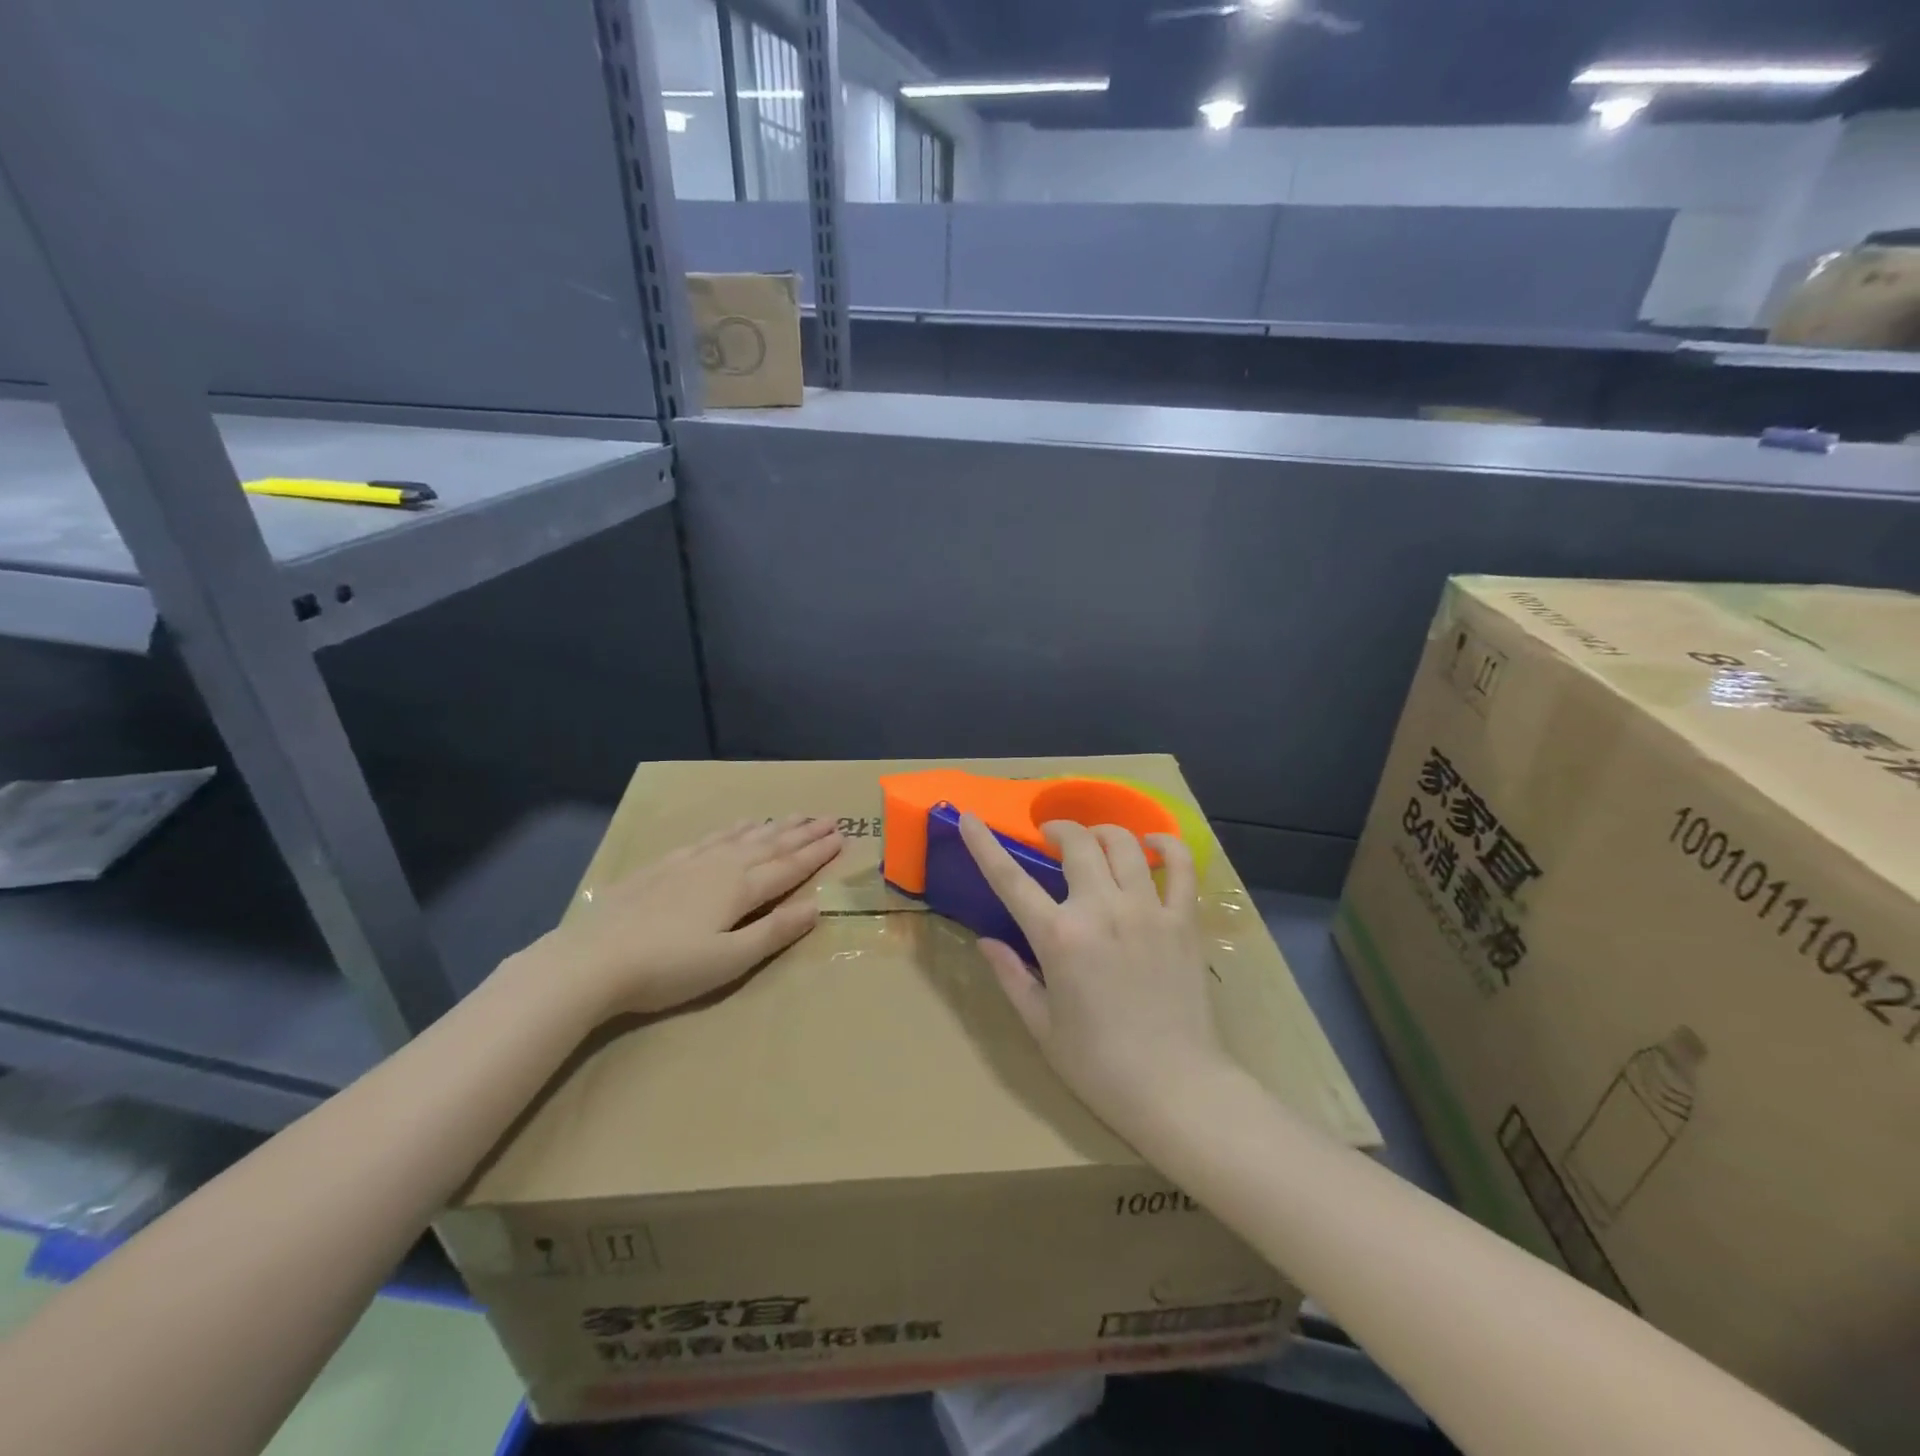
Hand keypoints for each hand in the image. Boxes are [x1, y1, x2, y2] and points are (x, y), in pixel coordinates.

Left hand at [526, 815, 842, 1019]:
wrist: (593, 959)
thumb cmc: (668, 968)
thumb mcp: (730, 959)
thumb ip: (774, 931)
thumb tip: (817, 907)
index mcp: (741, 889)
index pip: (789, 867)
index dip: (816, 852)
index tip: (841, 835)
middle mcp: (722, 866)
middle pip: (770, 845)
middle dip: (802, 832)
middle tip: (828, 817)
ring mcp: (692, 862)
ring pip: (743, 836)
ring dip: (773, 826)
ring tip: (794, 815)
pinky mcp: (665, 865)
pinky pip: (711, 838)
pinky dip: (732, 829)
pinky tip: (738, 825)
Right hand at [958, 814, 1230, 1138]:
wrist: (1175, 1089)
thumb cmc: (1099, 1065)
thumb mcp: (1042, 1026)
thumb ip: (1012, 976)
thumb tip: (986, 941)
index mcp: (1059, 937)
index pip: (1011, 879)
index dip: (985, 844)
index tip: (969, 818)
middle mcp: (1101, 910)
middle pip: (1076, 843)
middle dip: (1057, 830)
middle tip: (1050, 838)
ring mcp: (1147, 910)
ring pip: (1124, 844)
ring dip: (1102, 833)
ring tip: (1094, 841)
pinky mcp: (1183, 921)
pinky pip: (1179, 866)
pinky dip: (1166, 845)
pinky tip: (1153, 845)